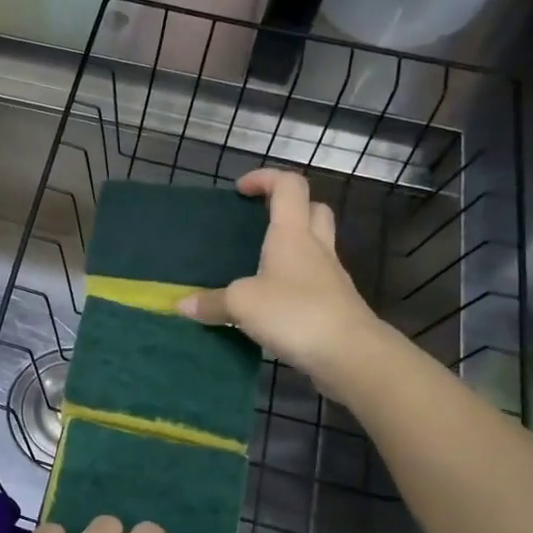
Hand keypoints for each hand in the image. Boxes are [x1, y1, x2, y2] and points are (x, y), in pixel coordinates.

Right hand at [177, 168, 390, 399]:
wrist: (351, 354)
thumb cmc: (295, 313)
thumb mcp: (242, 305)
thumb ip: (210, 302)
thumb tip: (181, 305)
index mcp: (292, 235)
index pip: (288, 186)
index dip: (266, 178)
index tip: (241, 190)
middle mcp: (315, 248)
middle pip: (313, 210)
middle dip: (288, 207)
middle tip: (259, 222)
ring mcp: (330, 277)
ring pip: (316, 245)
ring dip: (293, 245)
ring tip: (259, 264)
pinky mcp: (335, 304)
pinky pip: (314, 280)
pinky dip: (294, 281)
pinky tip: (272, 301)